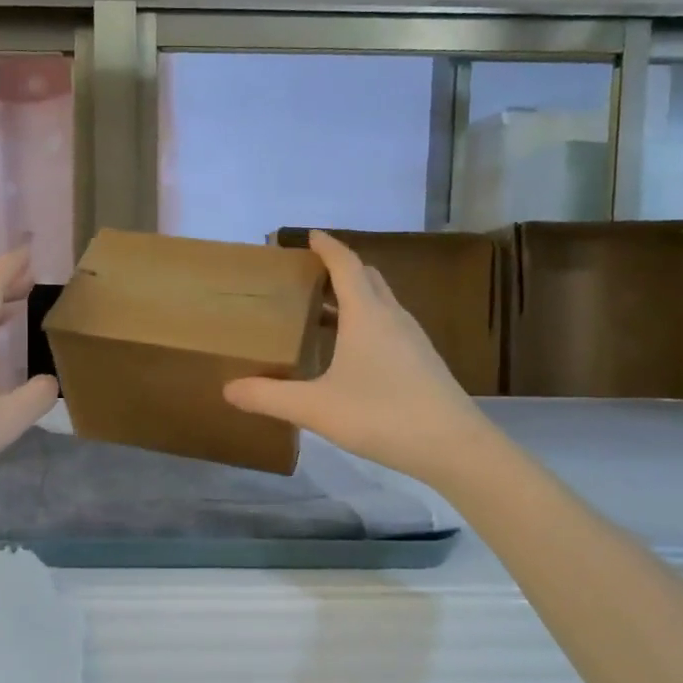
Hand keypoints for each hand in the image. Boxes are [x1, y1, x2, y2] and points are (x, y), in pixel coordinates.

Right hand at [224, 231, 485, 486]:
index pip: (346, 265)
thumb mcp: (315, 408)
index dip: (327, 247)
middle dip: (340, 268)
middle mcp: (392, 317)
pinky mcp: (423, 361)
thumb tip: (228, 389)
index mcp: (366, 315)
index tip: (309, 235)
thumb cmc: (382, 415)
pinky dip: (368, 322)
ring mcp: (413, 339)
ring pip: (382, 302)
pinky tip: (353, 352)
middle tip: (310, 274)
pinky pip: (390, 325)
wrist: (454, 446)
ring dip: (356, 296)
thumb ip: (269, 397)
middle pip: (368, 277)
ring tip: (325, 311)